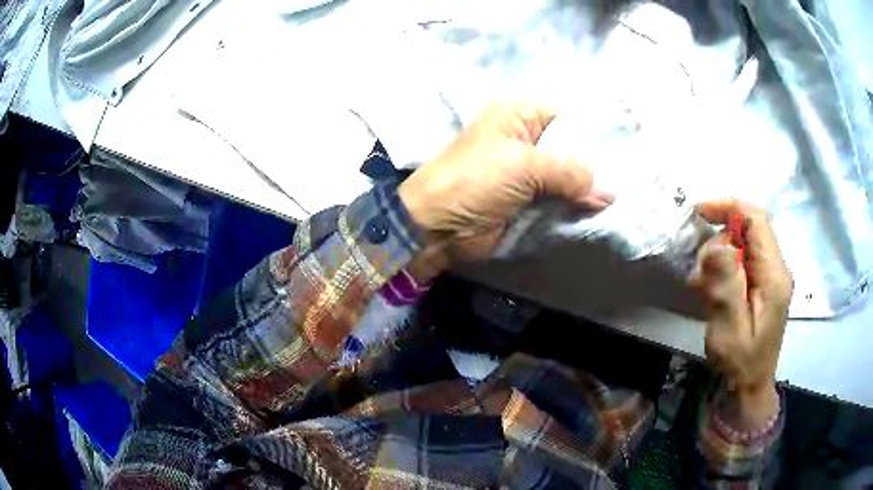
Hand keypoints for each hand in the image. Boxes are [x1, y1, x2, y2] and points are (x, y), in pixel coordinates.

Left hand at [399, 103, 611, 277]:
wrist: (437, 226)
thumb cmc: (474, 180)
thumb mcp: (523, 166)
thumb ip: (569, 173)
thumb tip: (609, 191)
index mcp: (520, 116)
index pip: (569, 115)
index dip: (598, 129)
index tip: (629, 145)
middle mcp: (528, 140)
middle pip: (573, 148)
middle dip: (599, 162)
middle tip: (635, 174)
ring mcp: (530, 173)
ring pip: (570, 176)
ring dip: (591, 188)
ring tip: (629, 194)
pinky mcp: (530, 201)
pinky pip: (561, 200)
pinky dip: (578, 206)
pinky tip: (605, 210)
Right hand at [690, 199, 792, 428]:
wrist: (750, 387)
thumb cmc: (740, 363)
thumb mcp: (728, 329)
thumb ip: (725, 286)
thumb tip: (717, 244)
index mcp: (774, 275)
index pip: (756, 220)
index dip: (728, 206)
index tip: (698, 211)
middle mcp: (778, 268)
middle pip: (750, 229)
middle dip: (720, 239)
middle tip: (699, 273)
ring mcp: (772, 276)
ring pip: (745, 243)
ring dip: (720, 255)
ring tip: (703, 286)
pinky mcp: (765, 285)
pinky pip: (744, 260)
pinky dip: (725, 266)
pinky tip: (712, 288)